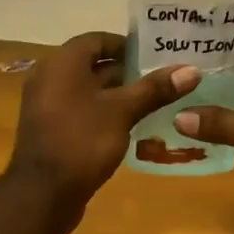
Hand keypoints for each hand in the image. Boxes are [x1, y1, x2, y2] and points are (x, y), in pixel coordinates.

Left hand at [9, 33, 198, 220]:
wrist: (42, 194)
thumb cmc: (82, 141)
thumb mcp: (122, 112)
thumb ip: (154, 89)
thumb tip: (191, 70)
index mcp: (62, 63)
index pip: (97, 39)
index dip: (126, 45)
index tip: (155, 55)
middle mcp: (49, 77)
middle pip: (92, 64)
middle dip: (126, 71)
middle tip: (162, 79)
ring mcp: (46, 104)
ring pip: (87, 89)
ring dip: (116, 93)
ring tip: (153, 101)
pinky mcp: (50, 128)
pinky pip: (79, 109)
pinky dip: (102, 111)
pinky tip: (129, 124)